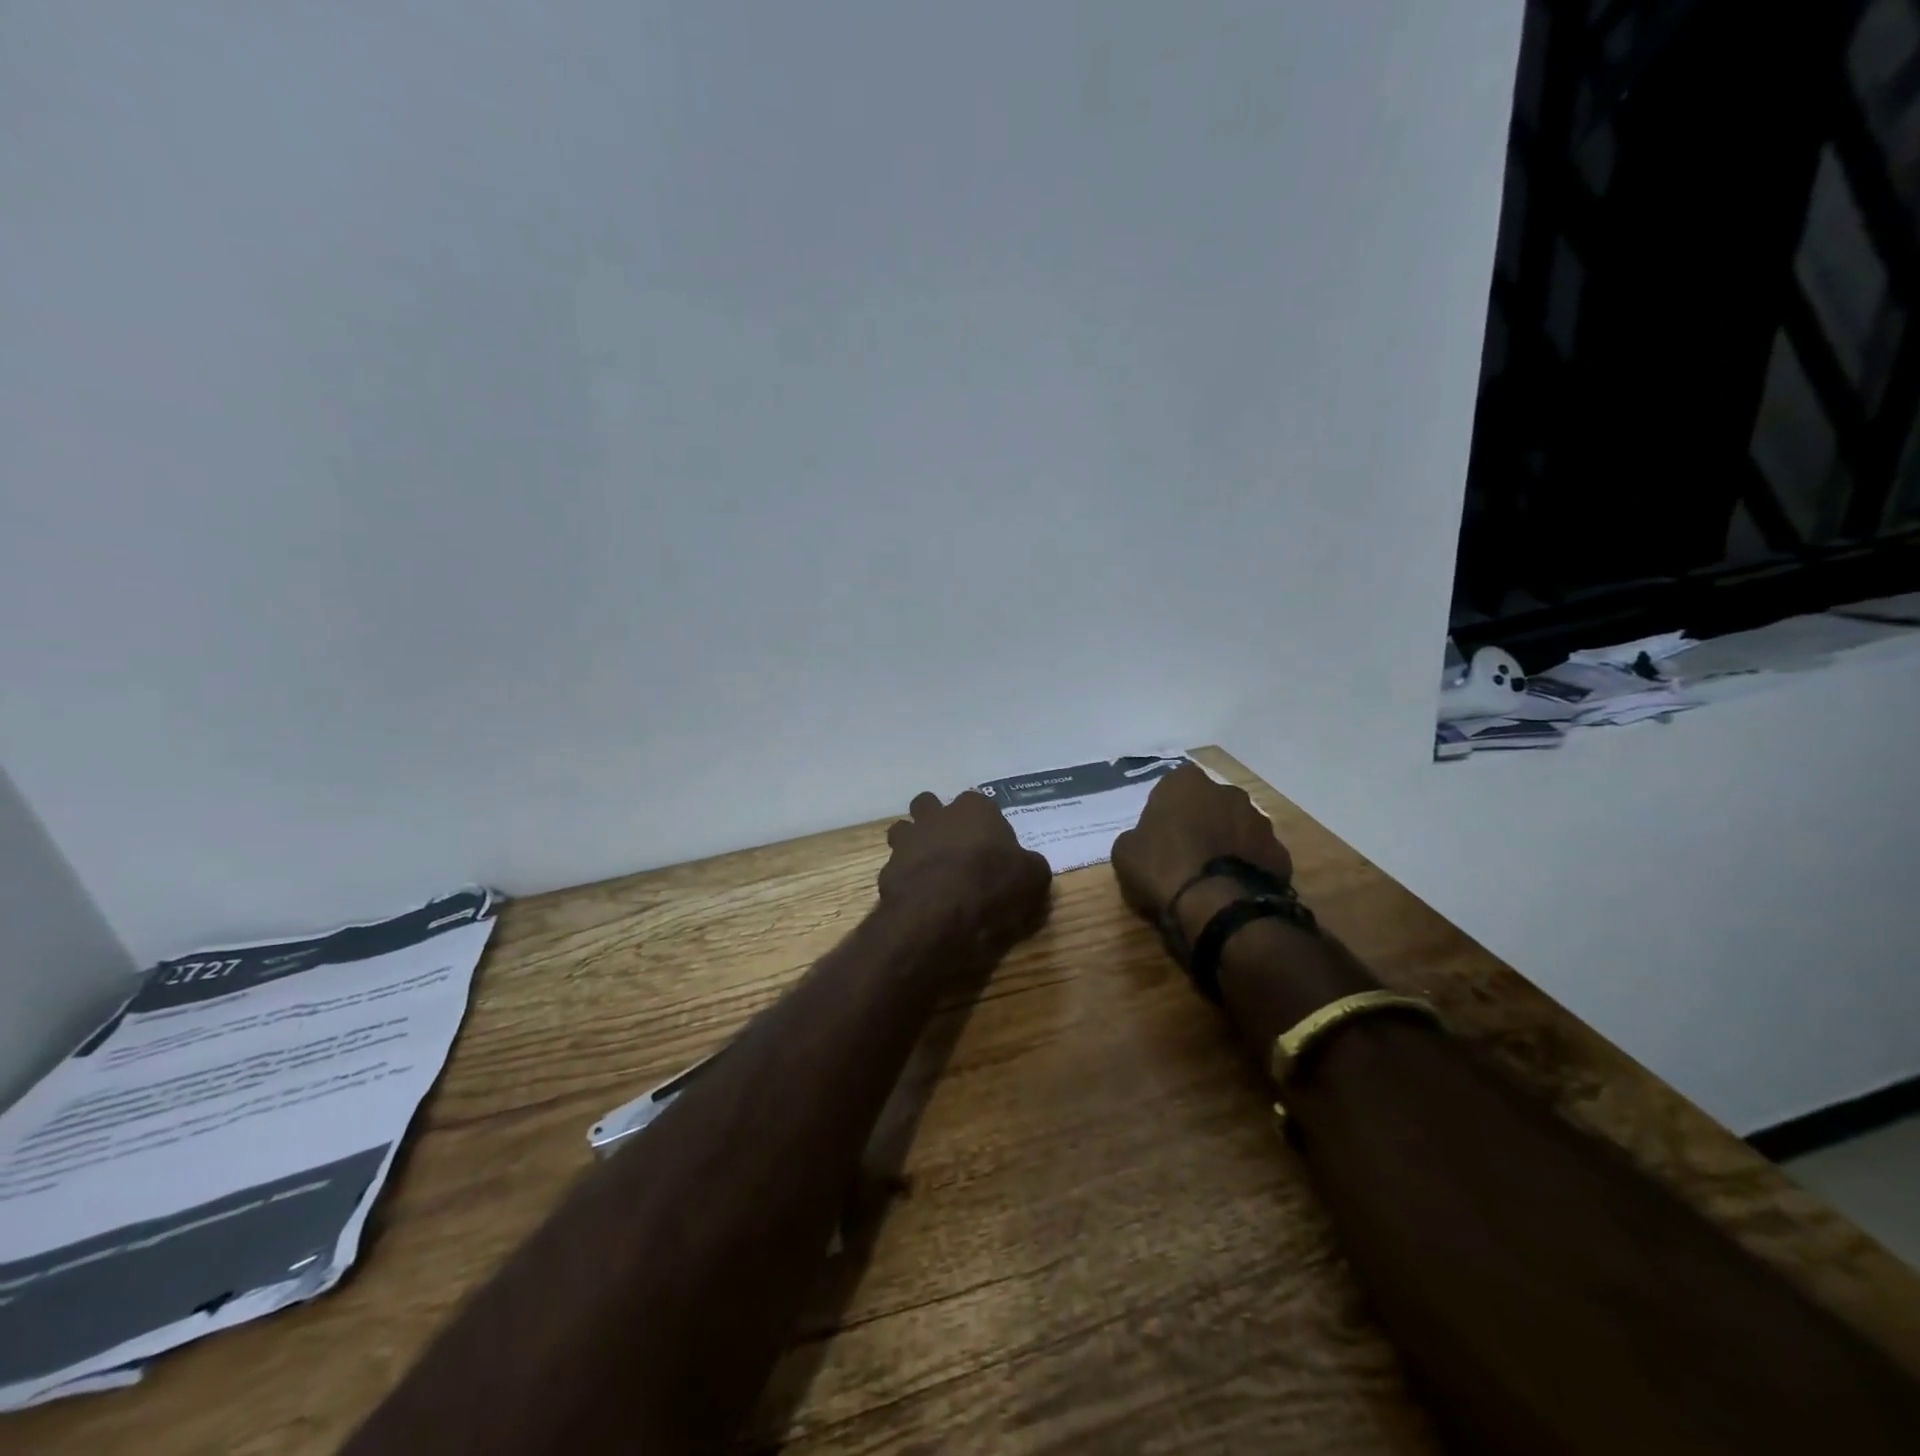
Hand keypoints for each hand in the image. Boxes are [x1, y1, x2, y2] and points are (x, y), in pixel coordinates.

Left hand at [879, 791, 1052, 957]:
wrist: (939, 912)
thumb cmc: (991, 884)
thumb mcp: (1032, 877)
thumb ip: (1029, 865)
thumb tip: (1028, 867)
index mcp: (974, 808)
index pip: (979, 803)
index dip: (985, 824)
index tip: (992, 847)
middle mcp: (936, 815)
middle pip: (929, 805)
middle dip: (937, 820)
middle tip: (953, 849)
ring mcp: (908, 840)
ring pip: (903, 830)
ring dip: (914, 844)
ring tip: (930, 870)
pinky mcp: (888, 869)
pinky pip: (896, 868)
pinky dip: (906, 879)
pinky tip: (919, 898)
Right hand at [1110, 765, 1292, 927]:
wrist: (1219, 906)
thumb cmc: (1164, 869)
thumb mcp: (1125, 853)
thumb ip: (1136, 836)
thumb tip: (1143, 841)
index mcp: (1186, 783)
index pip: (1172, 786)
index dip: (1165, 809)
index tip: (1158, 833)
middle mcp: (1227, 792)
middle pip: (1210, 803)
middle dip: (1201, 821)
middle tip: (1185, 853)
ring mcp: (1260, 821)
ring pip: (1237, 827)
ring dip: (1226, 842)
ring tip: (1211, 875)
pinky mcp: (1280, 852)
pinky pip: (1257, 855)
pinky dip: (1247, 866)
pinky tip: (1233, 889)